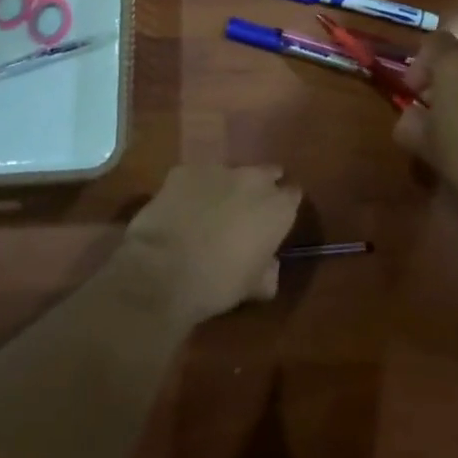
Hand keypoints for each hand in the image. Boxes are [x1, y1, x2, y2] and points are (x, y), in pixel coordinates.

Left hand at [122, 165, 301, 322]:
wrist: (164, 270)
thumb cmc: (219, 283)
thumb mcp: (253, 287)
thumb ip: (268, 271)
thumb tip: (269, 267)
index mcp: (278, 207)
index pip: (293, 196)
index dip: (284, 207)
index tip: (276, 220)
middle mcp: (253, 179)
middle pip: (266, 174)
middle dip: (260, 188)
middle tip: (247, 211)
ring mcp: (217, 169)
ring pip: (229, 173)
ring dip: (225, 188)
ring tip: (210, 211)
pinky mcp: (184, 170)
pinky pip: (195, 177)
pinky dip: (193, 189)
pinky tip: (181, 209)